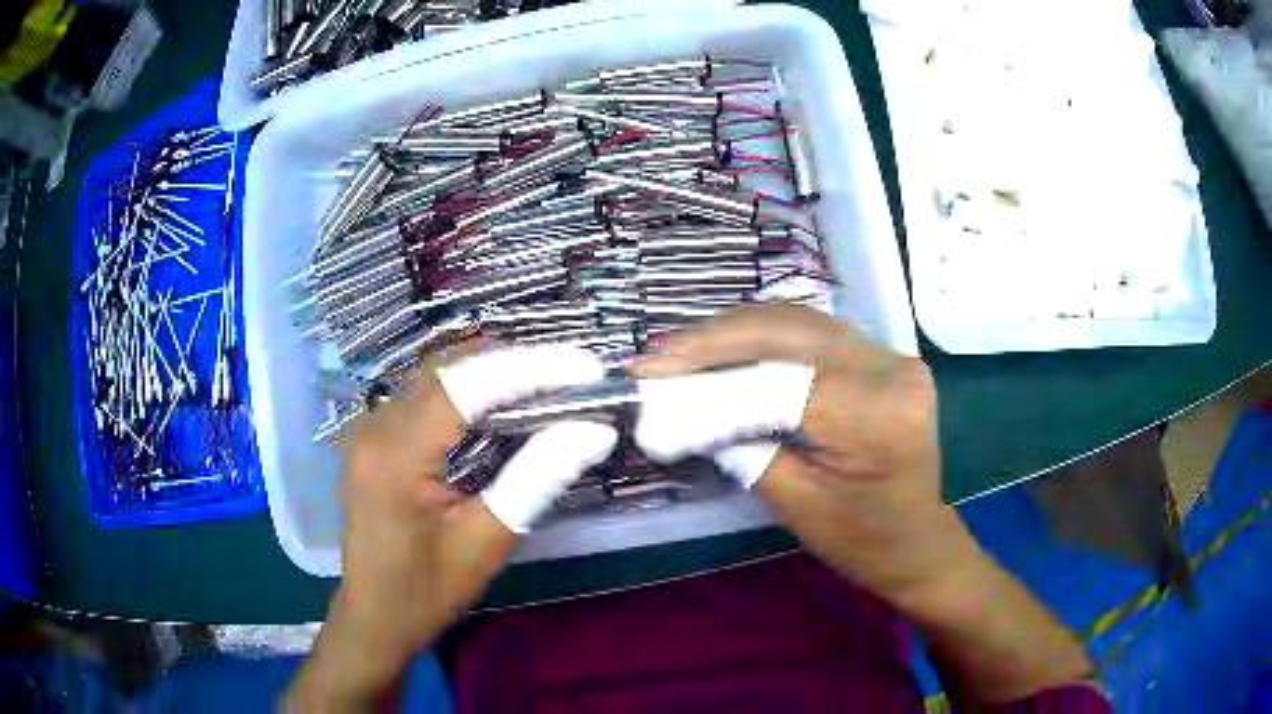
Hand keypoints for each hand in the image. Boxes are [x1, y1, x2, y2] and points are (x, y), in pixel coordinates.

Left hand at [287, 344, 616, 711]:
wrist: (375, 616)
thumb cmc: (428, 590)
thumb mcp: (487, 542)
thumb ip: (537, 478)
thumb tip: (593, 430)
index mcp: (396, 454)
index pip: (466, 385)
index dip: (529, 367)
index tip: (585, 366)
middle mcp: (375, 426)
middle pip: (449, 368)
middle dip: (514, 361)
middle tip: (573, 373)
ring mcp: (369, 428)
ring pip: (437, 375)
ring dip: (493, 371)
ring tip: (549, 381)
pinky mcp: (374, 437)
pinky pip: (426, 395)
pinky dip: (469, 390)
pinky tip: (503, 403)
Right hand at [635, 306, 1092, 703]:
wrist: (920, 541)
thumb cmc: (863, 541)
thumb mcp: (796, 505)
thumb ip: (739, 447)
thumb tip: (676, 409)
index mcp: (875, 415)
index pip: (774, 381)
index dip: (705, 379)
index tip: (648, 380)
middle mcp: (888, 367)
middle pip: (786, 329)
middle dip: (712, 339)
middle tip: (657, 355)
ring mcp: (890, 354)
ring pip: (797, 318)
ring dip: (733, 331)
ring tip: (681, 351)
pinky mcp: (883, 354)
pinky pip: (813, 331)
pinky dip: (763, 336)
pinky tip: (727, 349)